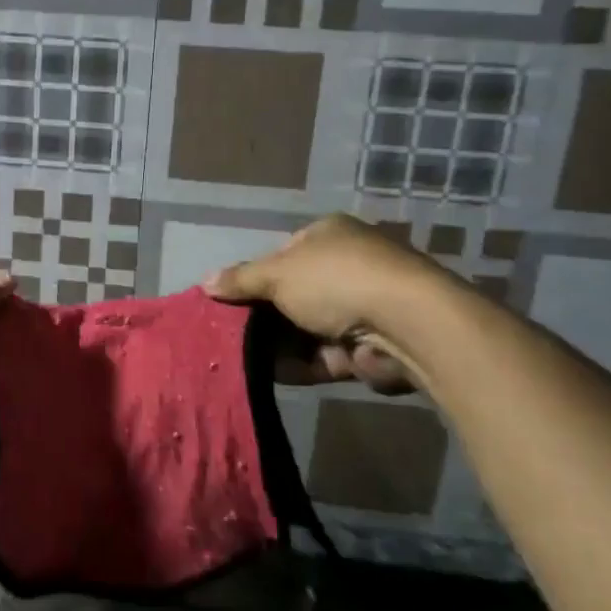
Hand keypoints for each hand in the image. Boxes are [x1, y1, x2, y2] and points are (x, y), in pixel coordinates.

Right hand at [204, 214, 447, 389]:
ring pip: (305, 327)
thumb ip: (240, 280)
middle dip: (264, 315)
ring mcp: (360, 307)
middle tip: (229, 332)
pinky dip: (298, 364)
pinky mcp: (368, 347)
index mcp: (328, 235)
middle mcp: (346, 266)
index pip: (283, 254)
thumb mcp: (277, 274)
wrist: (406, 324)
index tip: (230, 300)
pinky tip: (266, 374)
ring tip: (239, 357)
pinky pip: (322, 355)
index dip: (255, 276)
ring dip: (277, 343)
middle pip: (293, 293)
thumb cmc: (335, 281)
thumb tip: (204, 282)